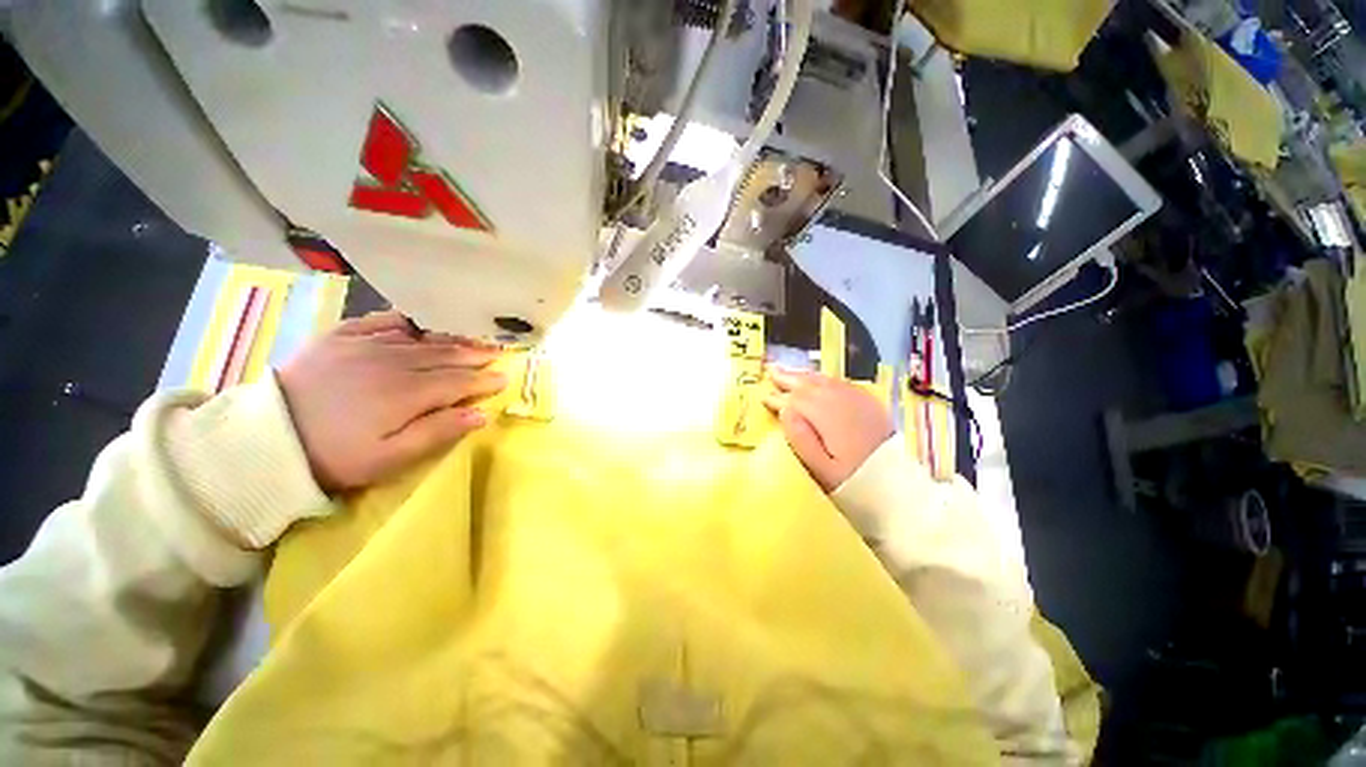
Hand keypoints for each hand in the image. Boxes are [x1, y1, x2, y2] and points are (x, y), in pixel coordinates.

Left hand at [277, 311, 507, 492]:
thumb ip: (438, 433)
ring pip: (420, 338)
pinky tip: (419, 323)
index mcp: (406, 393)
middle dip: (474, 355)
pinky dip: (405, 321)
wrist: (264, 440)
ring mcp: (364, 346)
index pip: (458, 381)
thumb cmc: (334, 456)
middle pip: (444, 356)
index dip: (484, 380)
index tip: (504, 378)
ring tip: (472, 338)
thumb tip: (480, 415)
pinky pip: (380, 322)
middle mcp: (392, 362)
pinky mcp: (339, 339)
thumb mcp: (389, 459)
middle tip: (497, 353)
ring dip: (450, 338)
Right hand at [764, 368, 892, 492]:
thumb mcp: (821, 470)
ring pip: (824, 380)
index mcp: (827, 416)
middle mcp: (842, 401)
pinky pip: (840, 382)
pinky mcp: (869, 403)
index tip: (764, 398)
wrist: (898, 488)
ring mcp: (858, 399)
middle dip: (789, 378)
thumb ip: (800, 439)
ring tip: (788, 372)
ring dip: (804, 375)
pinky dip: (823, 379)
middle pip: (809, 384)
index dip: (778, 399)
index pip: (795, 401)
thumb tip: (784, 411)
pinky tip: (817, 380)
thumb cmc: (852, 482)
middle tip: (771, 371)